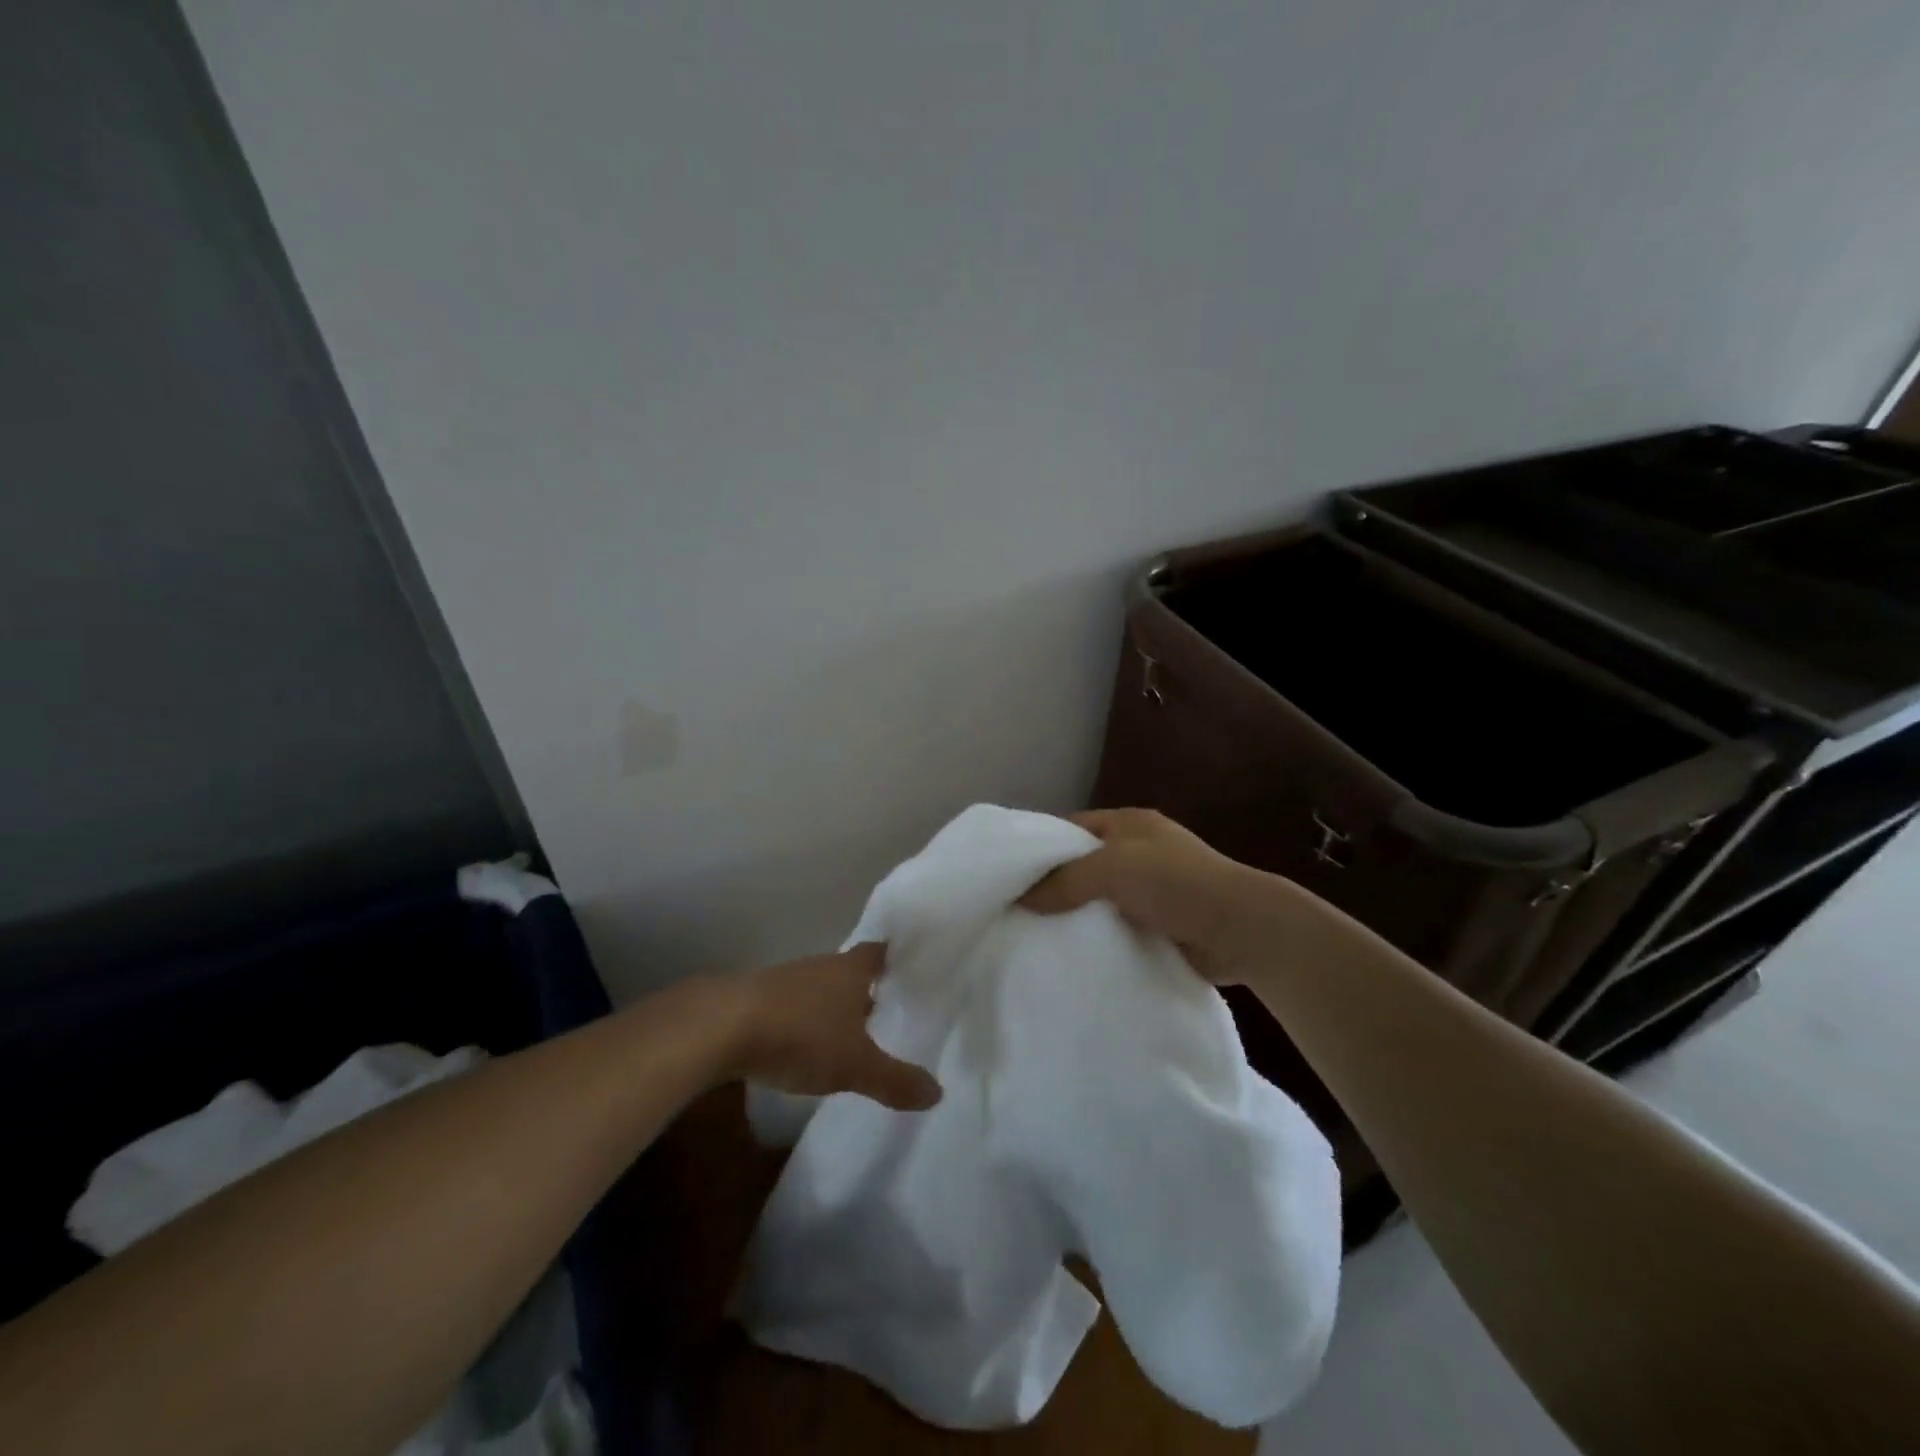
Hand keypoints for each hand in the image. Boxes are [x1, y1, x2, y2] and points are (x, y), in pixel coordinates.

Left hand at [726, 943, 942, 1111]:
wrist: (721, 1027)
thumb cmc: (800, 1035)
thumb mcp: (855, 1065)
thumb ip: (895, 1080)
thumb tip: (938, 1092)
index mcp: (850, 971)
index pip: (878, 952)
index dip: (891, 956)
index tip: (905, 962)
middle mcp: (820, 967)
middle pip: (848, 970)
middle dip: (863, 987)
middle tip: (883, 1006)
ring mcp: (785, 980)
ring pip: (817, 987)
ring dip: (830, 1005)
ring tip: (845, 1030)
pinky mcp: (755, 999)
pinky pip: (789, 1004)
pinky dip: (800, 1018)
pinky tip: (800, 1044)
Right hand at [1020, 808, 1280, 983]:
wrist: (1242, 929)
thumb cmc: (1175, 883)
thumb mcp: (1113, 868)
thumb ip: (1065, 880)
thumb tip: (1021, 899)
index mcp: (1128, 824)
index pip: (1071, 828)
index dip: (1041, 847)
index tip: (1010, 874)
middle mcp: (1138, 851)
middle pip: (1083, 865)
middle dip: (1055, 886)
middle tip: (1017, 911)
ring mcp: (1152, 889)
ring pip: (1099, 899)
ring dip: (1077, 916)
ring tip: (1036, 937)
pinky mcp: (1161, 923)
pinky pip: (1117, 927)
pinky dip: (1099, 938)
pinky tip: (1073, 955)